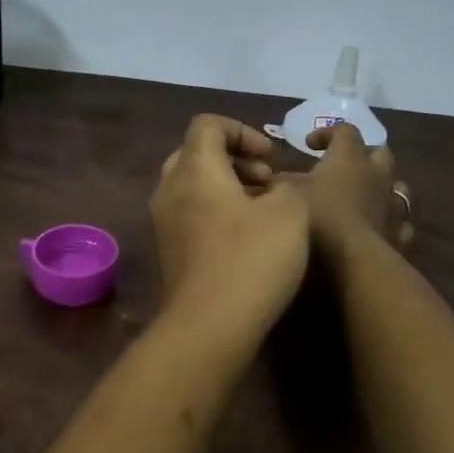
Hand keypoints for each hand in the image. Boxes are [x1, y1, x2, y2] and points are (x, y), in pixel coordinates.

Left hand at [151, 116, 309, 330]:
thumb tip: (275, 190)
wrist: (207, 327)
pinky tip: (245, 237)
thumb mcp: (289, 213)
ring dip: (227, 186)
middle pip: (196, 153)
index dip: (242, 130)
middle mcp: (170, 189)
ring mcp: (164, 222)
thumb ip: (287, 188)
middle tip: (268, 179)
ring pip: (192, 185)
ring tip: (262, 208)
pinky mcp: (168, 251)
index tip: (270, 157)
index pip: (207, 124)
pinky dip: (216, 211)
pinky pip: (190, 213)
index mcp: (194, 169)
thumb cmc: (250, 259)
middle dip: (235, 158)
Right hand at [292, 123, 415, 251]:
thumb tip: (273, 179)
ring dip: (381, 187)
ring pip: (397, 185)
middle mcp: (377, 174)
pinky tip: (375, 229)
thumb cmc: (320, 219)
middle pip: (379, 152)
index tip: (309, 145)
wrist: (355, 263)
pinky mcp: (400, 233)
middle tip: (343, 168)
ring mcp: (393, 204)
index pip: (344, 130)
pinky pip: (400, 221)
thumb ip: (282, 184)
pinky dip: (388, 221)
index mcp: (349, 158)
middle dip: (363, 156)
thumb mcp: (290, 196)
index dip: (327, 133)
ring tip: (363, 197)